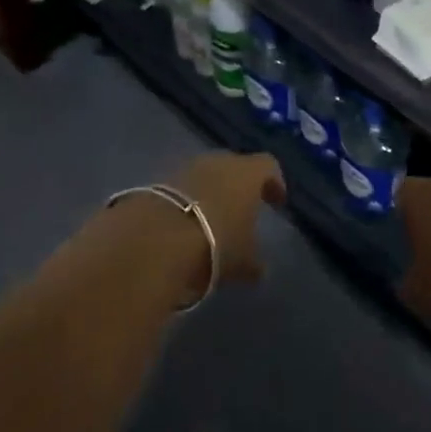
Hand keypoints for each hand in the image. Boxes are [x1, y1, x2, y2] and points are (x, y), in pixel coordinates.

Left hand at [164, 152, 285, 287]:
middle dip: (239, 186)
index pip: (268, 166)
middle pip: (234, 166)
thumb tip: (260, 269)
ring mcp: (185, 168)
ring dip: (210, 192)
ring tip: (211, 219)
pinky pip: (181, 187)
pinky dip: (186, 200)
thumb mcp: (242, 262)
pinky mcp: (158, 180)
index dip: (274, 182)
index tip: (276, 201)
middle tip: (243, 209)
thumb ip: (254, 262)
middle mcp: (217, 162)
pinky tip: (185, 223)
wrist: (154, 238)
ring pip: (205, 175)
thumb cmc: (214, 244)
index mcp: (247, 174)